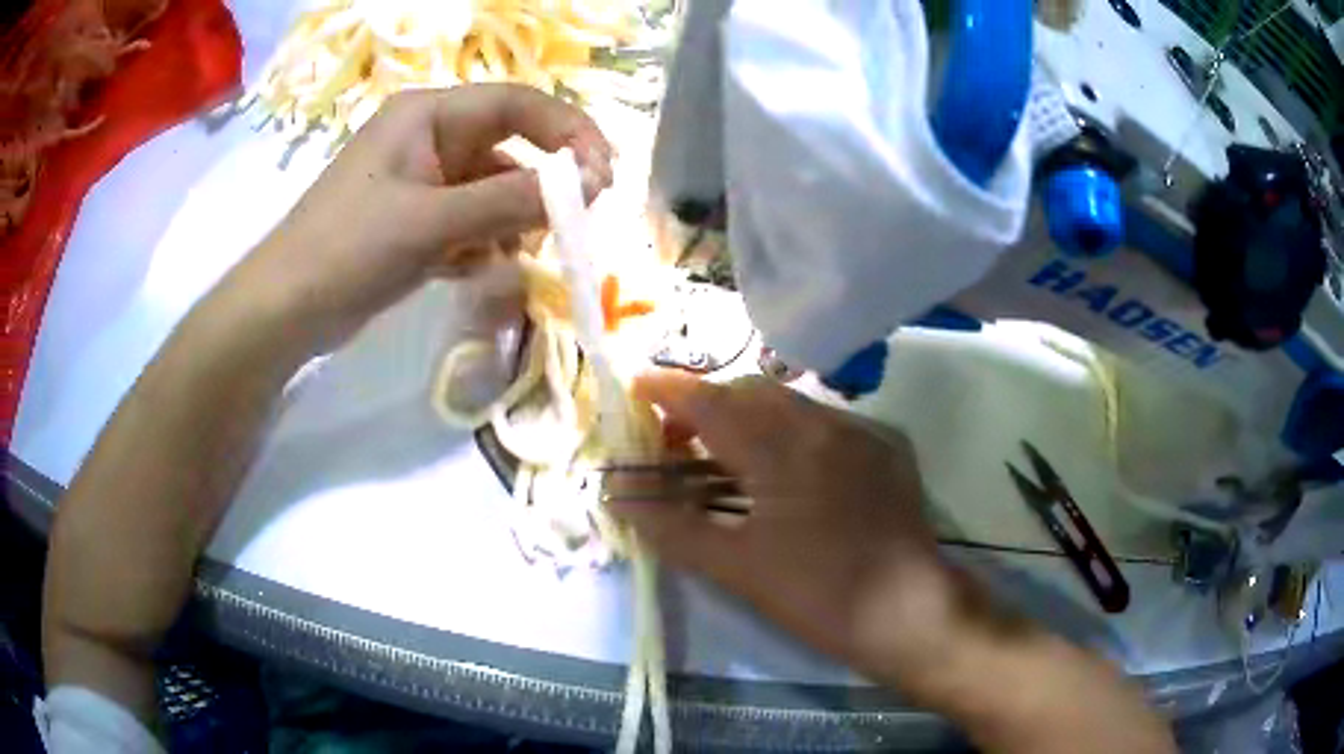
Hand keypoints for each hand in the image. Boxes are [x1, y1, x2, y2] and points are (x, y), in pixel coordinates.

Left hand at [218, 83, 612, 353]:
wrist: (285, 311)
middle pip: (508, 147)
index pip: (516, 104)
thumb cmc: (347, 249)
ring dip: (513, 221)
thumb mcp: (431, 222)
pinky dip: (484, 245)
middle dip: (542, 184)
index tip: (604, 174)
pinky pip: (469, 222)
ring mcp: (421, 182)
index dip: (567, 131)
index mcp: (428, 115)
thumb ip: (509, 200)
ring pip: (492, 190)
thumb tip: (587, 185)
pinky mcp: (415, 222)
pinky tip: (480, 272)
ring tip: (518, 257)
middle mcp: (428, 139)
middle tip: (577, 222)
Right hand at [612, 371, 956, 683]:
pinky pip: (825, 422)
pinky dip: (790, 431)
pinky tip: (786, 471)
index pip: (712, 402)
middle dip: (708, 405)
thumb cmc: (817, 594)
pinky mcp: (885, 447)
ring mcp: (860, 431)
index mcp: (782, 448)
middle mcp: (823, 423)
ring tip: (727, 457)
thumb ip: (673, 529)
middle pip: (750, 392)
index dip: (669, 389)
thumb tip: (620, 500)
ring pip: (790, 404)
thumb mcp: (737, 568)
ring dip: (750, 417)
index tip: (637, 385)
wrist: (910, 611)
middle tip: (678, 441)